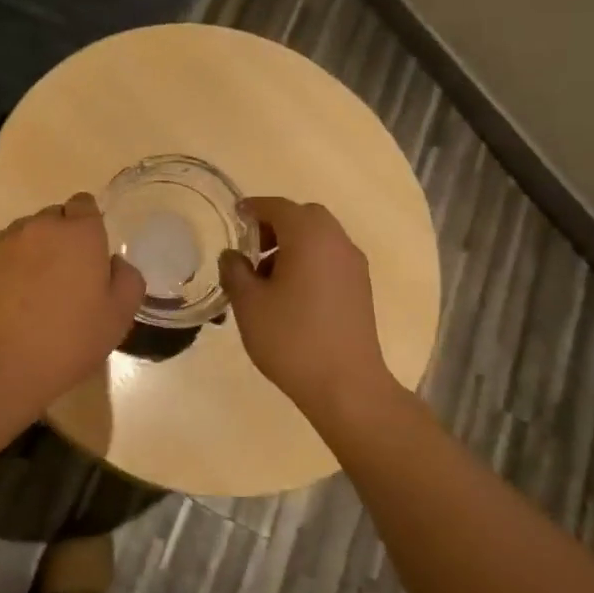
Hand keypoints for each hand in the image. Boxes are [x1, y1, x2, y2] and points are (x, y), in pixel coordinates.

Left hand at [0, 193, 144, 417]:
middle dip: (64, 237)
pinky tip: (15, 297)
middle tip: (69, 277)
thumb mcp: (118, 317)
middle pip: (56, 217)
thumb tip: (114, 263)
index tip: (92, 255)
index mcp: (80, 233)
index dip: (90, 225)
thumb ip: (127, 279)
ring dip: (37, 249)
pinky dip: (13, 264)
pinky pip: (6, 251)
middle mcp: (42, 226)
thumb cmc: (68, 340)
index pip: (85, 204)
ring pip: (29, 233)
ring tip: (38, 289)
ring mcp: (7, 241)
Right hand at [217, 196, 402, 423]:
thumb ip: (235, 271)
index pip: (278, 207)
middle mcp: (337, 242)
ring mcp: (354, 266)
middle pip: (305, 217)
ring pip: (320, 238)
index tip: (235, 216)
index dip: (253, 208)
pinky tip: (290, 292)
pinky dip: (309, 260)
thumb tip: (232, 256)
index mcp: (309, 237)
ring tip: (265, 275)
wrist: (346, 385)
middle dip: (276, 224)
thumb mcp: (248, 303)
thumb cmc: (291, 338)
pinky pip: (331, 258)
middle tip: (251, 247)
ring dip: (293, 244)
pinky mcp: (361, 289)